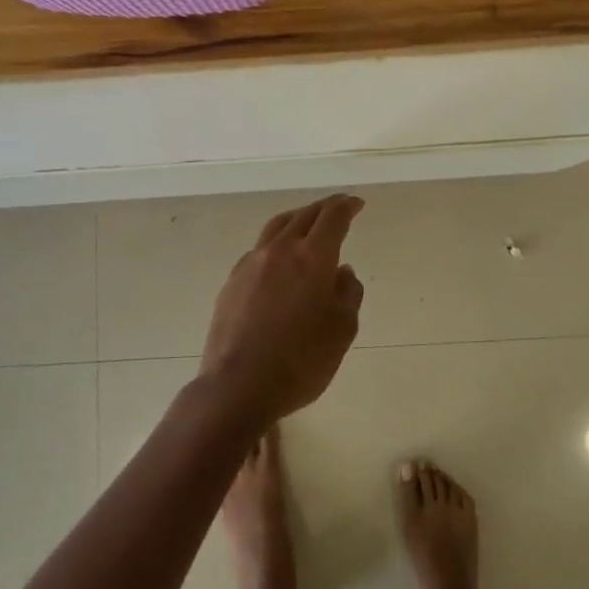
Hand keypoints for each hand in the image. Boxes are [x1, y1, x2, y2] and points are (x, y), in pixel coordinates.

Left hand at [198, 195, 365, 425]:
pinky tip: (281, 261)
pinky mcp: (232, 281)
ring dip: (298, 219)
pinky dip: (278, 243)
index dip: (346, 206)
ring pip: (277, 227)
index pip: (332, 217)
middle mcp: (280, 250)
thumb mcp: (341, 330)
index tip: (356, 204)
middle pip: (304, 215)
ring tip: (308, 224)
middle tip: (338, 209)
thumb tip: (342, 271)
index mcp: (312, 257)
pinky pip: (260, 249)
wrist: (238, 385)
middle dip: (324, 208)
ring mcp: (251, 263)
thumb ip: (347, 293)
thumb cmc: (301, 361)